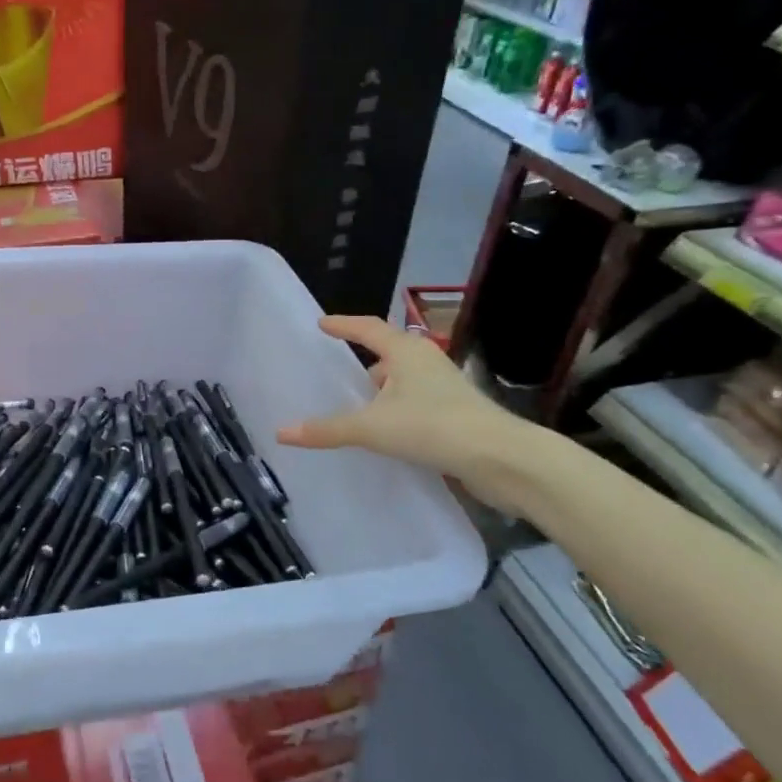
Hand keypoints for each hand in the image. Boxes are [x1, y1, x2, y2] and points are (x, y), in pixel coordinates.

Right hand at [277, 315, 533, 506]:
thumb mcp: (372, 428)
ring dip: (381, 388)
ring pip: (402, 379)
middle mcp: (425, 361)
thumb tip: (281, 432)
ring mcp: (444, 386)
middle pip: (387, 352)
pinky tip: (385, 430)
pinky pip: (414, 402)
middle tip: (335, 369)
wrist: (500, 458)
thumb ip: (327, 430)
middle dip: (363, 359)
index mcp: (405, 351)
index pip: (366, 328)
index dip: (342, 325)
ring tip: (355, 404)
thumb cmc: (432, 427)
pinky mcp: (454, 412)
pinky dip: (395, 409)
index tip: (321, 323)